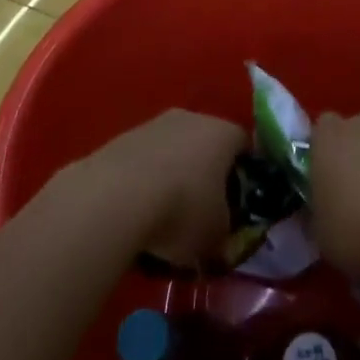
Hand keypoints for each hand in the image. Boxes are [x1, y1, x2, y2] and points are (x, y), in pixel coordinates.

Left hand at [84, 110, 245, 266]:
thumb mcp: (216, 236)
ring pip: (172, 150)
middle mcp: (192, 118)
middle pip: (206, 144)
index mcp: (224, 134)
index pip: (244, 145)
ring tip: (163, 215)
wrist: (114, 197)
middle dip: (206, 174)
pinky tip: (136, 211)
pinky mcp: (121, 138)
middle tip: (202, 210)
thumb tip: (220, 240)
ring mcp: (153, 124)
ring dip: (172, 176)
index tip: (238, 202)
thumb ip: (225, 234)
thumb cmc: (182, 209)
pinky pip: (143, 160)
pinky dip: (144, 181)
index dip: (244, 174)